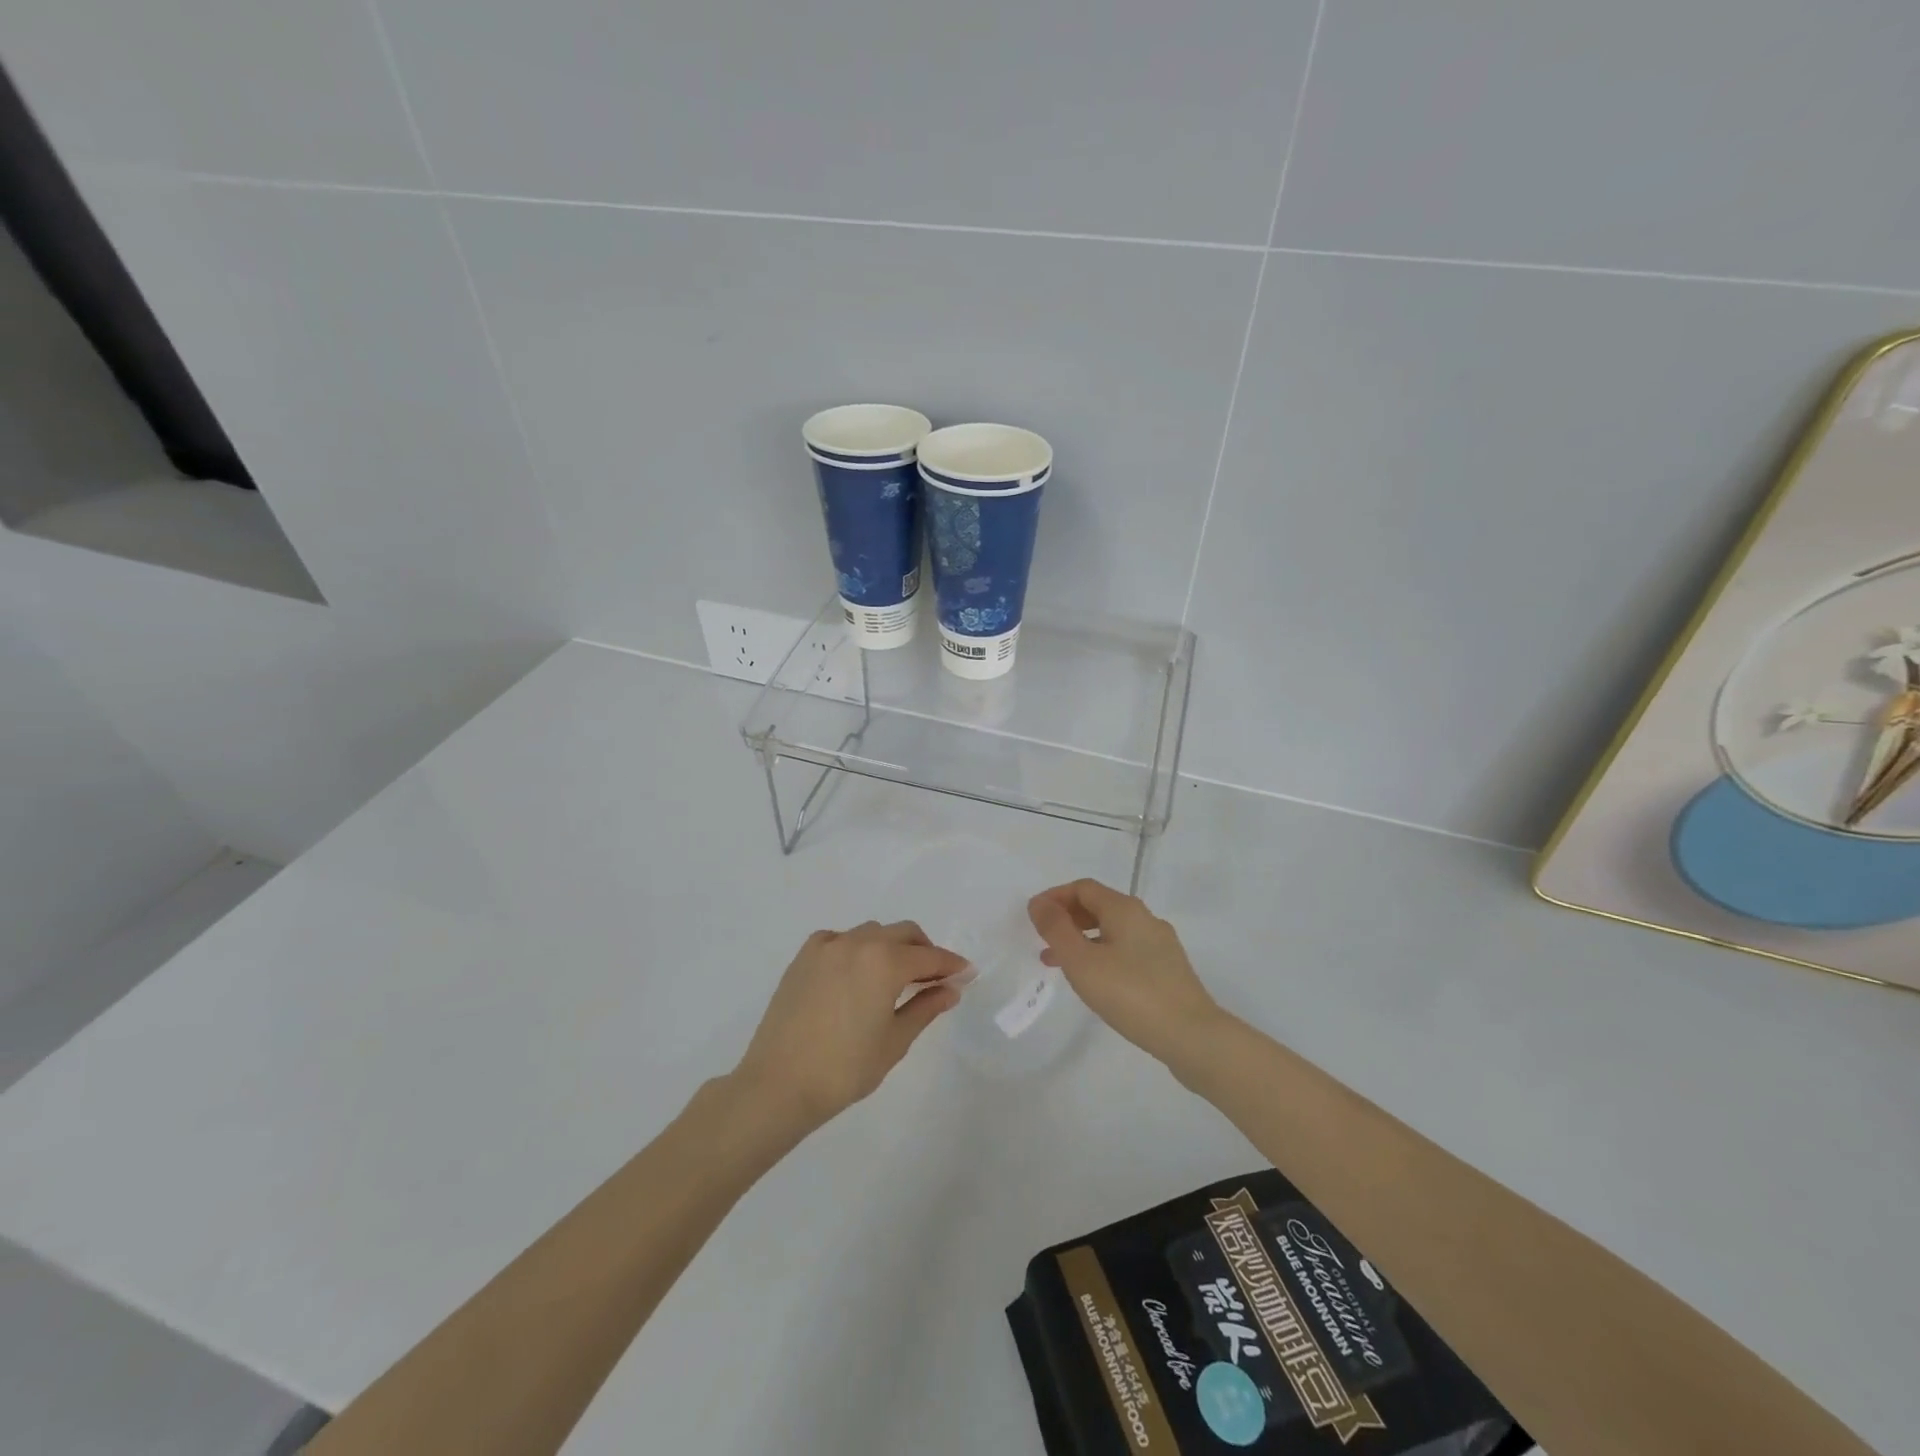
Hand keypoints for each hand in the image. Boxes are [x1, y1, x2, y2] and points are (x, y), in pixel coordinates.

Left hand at [732, 921, 965, 1131]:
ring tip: (896, 977)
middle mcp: (857, 942)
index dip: (951, 965)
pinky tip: (856, 972)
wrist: (778, 1084)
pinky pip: (840, 939)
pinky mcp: (804, 957)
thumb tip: (951, 989)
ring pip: (872, 932)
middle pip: (903, 934)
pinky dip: (856, 948)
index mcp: (884, 962)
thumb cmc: (844, 1069)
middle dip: (924, 950)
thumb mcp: (894, 1041)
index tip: (967, 973)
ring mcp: (827, 946)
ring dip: (891, 947)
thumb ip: (925, 1008)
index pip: (929, 956)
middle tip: (936, 977)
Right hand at [1028, 880, 1223, 1066]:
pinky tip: (1095, 982)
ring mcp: (1160, 944)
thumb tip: (1039, 903)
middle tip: (1043, 940)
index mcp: (1125, 909)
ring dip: (1082, 939)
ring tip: (1059, 964)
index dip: (1054, 897)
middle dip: (1067, 919)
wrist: (1192, 1036)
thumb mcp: (1082, 961)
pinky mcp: (1168, 969)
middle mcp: (1145, 918)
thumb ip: (1056, 929)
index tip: (1033, 918)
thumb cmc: (1130, 994)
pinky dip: (1102, 955)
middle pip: (1099, 906)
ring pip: (1112, 930)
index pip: (1083, 888)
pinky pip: (1126, 950)